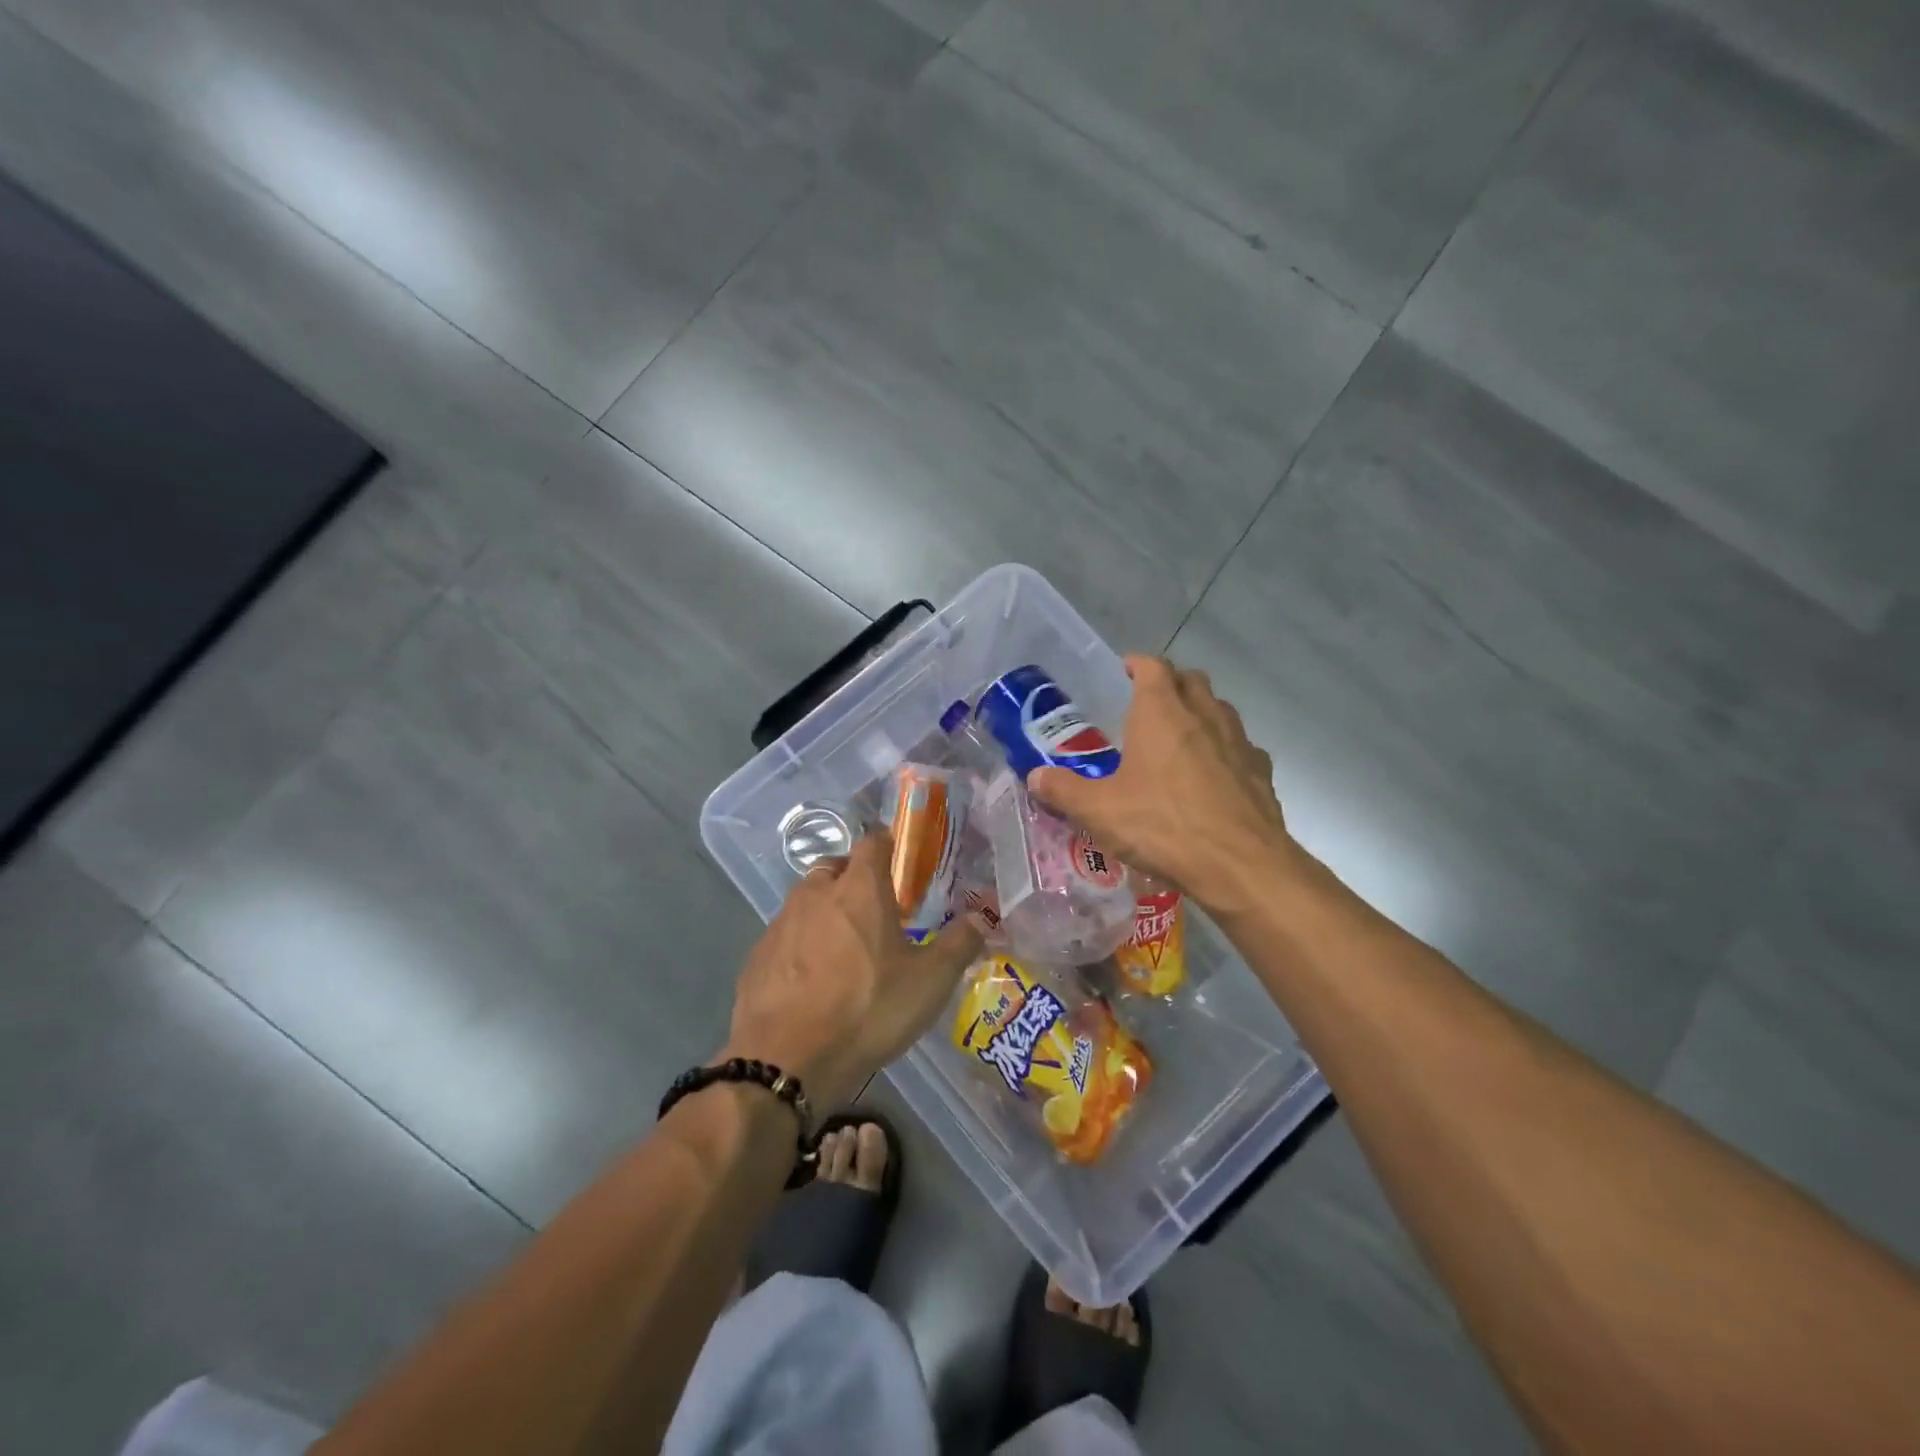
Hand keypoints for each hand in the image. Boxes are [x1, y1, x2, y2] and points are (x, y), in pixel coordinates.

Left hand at [723, 830, 982, 1110]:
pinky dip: (800, 945)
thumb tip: (981, 917)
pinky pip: (785, 936)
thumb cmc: (867, 1009)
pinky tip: (813, 980)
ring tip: (845, 948)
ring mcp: (781, 923)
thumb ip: (959, 944)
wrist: (786, 1060)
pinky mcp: (757, 956)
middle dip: (854, 878)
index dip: (887, 844)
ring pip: (807, 900)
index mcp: (859, 888)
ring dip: (826, 911)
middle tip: (875, 909)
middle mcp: (816, 893)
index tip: (900, 859)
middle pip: (835, 867)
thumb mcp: (929, 982)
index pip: (872, 841)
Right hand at [1027, 655, 1302, 917]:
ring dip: (1201, 713)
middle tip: (1149, 704)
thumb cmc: (1163, 826)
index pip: (1152, 667)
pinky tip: (1213, 778)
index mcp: (1162, 713)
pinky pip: (1242, 748)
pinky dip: (1225, 751)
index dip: (1138, 664)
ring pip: (1221, 710)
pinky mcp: (1261, 773)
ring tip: (1180, 738)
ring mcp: (1239, 742)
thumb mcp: (1099, 811)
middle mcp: (1204, 716)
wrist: (1240, 866)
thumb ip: (1063, 790)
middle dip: (1171, 683)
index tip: (1125, 670)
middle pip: (1191, 680)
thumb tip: (1034, 777)